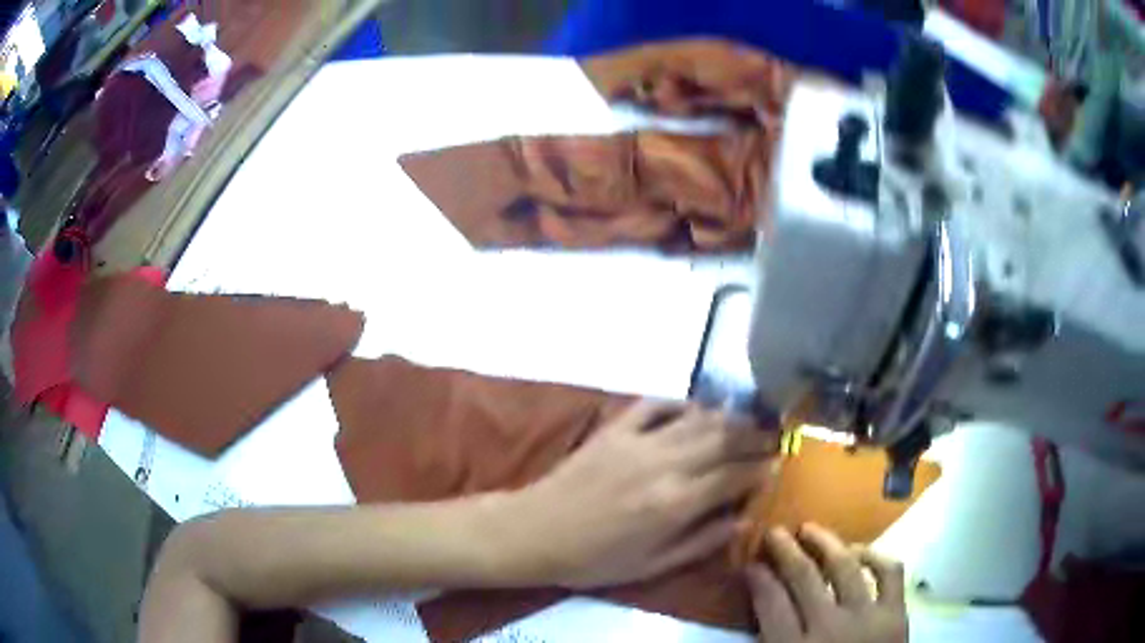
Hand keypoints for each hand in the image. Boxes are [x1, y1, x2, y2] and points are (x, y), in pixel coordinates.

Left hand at [504, 399, 777, 587]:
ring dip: (728, 416)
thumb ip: (701, 541)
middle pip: (724, 439)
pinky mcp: (614, 428)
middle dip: (755, 435)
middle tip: (774, 434)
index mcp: (676, 503)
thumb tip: (741, 519)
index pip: (734, 476)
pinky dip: (680, 402)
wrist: (535, 532)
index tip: (778, 463)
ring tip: (748, 418)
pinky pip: (655, 404)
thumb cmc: (594, 559)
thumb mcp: (652, 566)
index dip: (761, 468)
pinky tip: (695, 408)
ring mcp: (638, 440)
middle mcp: (665, 464)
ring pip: (697, 418)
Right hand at [748, 524, 906, 642]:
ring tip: (810, 529)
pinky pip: (889, 572)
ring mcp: (866, 617)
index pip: (770, 602)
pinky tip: (860, 551)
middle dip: (784, 550)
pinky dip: (875, 555)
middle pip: (803, 577)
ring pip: (844, 566)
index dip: (758, 577)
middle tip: (774, 531)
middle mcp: (827, 628)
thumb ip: (771, 642)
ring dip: (825, 542)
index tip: (751, 564)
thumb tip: (759, 609)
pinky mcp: (896, 613)